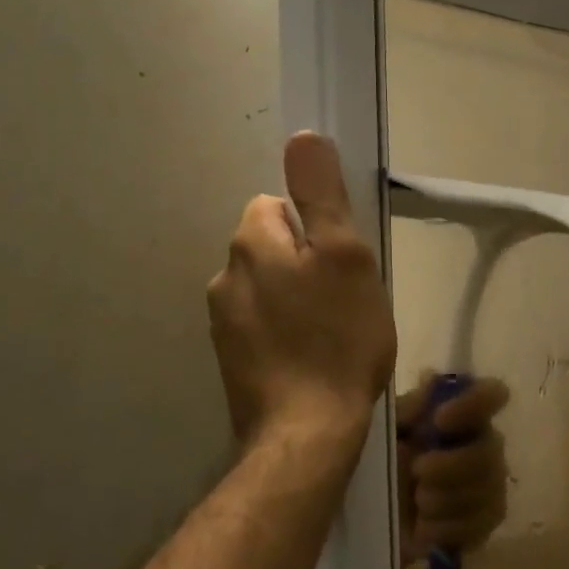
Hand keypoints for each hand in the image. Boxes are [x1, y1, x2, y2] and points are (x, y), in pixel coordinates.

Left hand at [208, 133, 396, 448]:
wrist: (307, 431)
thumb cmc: (338, 338)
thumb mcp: (346, 257)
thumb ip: (322, 196)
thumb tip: (303, 137)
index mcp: (251, 244)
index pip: (277, 205)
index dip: (315, 227)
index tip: (343, 261)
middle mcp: (225, 276)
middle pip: (271, 247)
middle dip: (304, 262)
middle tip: (344, 298)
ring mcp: (222, 323)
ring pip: (266, 288)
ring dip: (294, 298)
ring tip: (331, 332)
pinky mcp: (230, 360)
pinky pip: (261, 325)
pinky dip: (283, 332)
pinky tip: (310, 358)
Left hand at [394, 376, 510, 568]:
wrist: (365, 521)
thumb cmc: (375, 463)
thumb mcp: (383, 431)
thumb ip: (409, 409)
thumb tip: (432, 378)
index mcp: (459, 416)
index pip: (492, 395)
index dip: (474, 404)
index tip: (440, 420)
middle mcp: (481, 445)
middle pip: (491, 450)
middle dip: (452, 466)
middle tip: (416, 473)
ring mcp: (487, 486)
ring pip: (488, 490)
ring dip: (446, 499)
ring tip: (417, 503)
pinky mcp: (483, 523)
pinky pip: (482, 524)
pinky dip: (449, 527)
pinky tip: (425, 528)